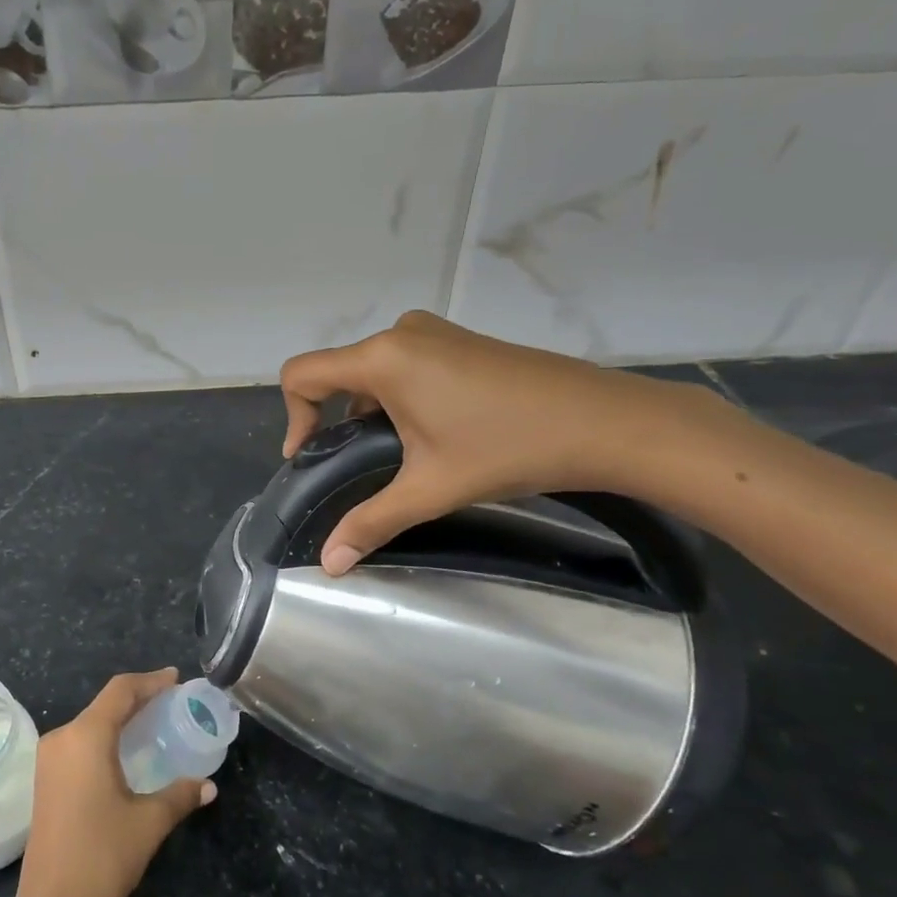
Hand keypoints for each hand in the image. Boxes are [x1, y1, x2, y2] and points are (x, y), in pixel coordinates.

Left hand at [10, 670, 215, 896]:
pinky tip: (127, 754)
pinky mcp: (46, 781)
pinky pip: (80, 744)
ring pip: (91, 724)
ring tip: (154, 724)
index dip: (151, 681)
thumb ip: (180, 795)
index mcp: (86, 736)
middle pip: (105, 704)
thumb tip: (209, 786)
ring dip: (121, 720)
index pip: (121, 691)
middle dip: (139, 699)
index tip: (176, 679)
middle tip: (172, 702)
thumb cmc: (102, 857)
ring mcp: (49, 761)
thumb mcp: (149, 822)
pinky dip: (106, 739)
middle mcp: (63, 738)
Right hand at [280, 311, 725, 574]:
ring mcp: (434, 332)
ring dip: (369, 411)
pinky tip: (430, 434)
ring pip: (373, 370)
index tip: (311, 458)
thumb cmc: (507, 448)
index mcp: (383, 358)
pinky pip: (405, 365)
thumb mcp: (430, 489)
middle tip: (355, 467)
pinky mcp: (459, 341)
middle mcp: (400, 334)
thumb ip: (370, 521)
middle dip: (334, 419)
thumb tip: (329, 564)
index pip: (302, 373)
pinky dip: (397, 397)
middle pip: (337, 372)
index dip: (293, 417)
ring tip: (397, 457)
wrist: (603, 421)